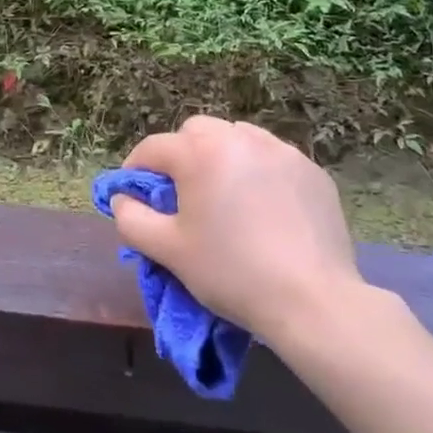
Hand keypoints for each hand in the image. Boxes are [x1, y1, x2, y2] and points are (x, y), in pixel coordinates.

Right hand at [112, 116, 364, 346]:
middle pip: (196, 132)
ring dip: (221, 158)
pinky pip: (272, 159)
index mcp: (200, 152)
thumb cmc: (230, 272)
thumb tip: (121, 198)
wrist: (311, 300)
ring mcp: (281, 151)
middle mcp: (240, 139)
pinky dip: (258, 173)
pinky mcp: (312, 171)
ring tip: (225, 197)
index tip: (132, 194)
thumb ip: (131, 218)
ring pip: (237, 139)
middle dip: (181, 155)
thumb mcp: (167, 250)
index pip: (153, 148)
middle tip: (182, 194)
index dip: (135, 169)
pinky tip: (264, 209)